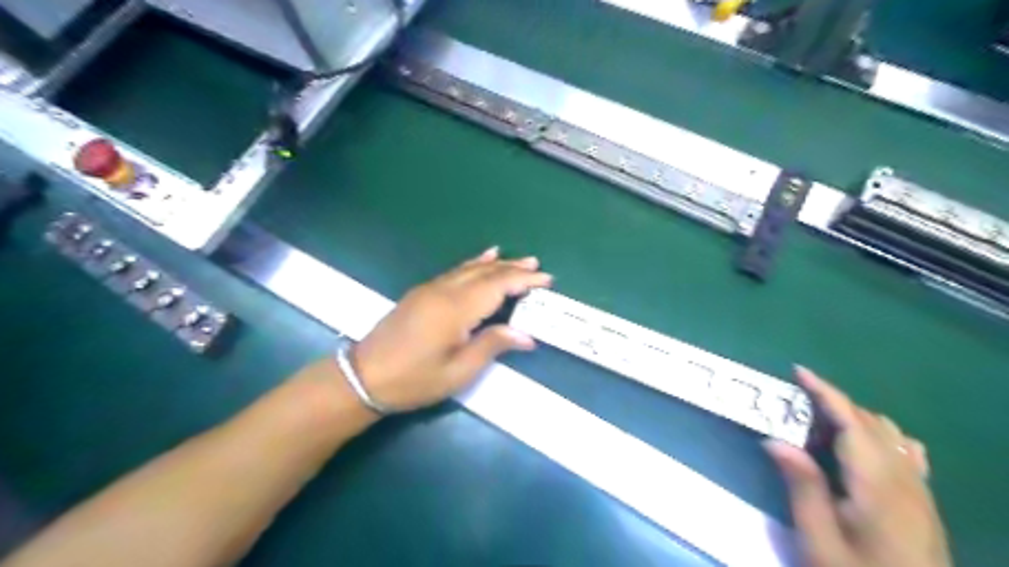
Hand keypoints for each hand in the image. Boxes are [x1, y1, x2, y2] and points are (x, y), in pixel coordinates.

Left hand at [350, 247, 550, 409]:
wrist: (363, 376)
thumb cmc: (414, 380)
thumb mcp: (458, 372)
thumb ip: (492, 346)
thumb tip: (526, 336)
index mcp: (456, 309)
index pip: (498, 285)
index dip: (523, 280)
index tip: (546, 279)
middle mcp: (445, 291)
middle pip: (485, 272)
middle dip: (513, 268)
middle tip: (537, 265)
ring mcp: (430, 288)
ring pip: (469, 269)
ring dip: (495, 263)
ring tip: (517, 258)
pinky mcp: (421, 293)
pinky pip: (455, 272)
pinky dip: (473, 264)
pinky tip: (481, 259)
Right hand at [771, 367, 950, 566]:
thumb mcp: (819, 539)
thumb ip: (802, 486)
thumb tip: (773, 440)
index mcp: (877, 484)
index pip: (852, 422)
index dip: (826, 392)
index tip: (799, 372)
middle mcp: (904, 479)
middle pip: (870, 423)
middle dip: (833, 403)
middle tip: (794, 405)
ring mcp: (919, 491)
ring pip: (889, 435)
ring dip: (854, 418)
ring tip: (820, 425)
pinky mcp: (923, 504)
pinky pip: (907, 454)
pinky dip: (881, 436)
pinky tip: (866, 446)